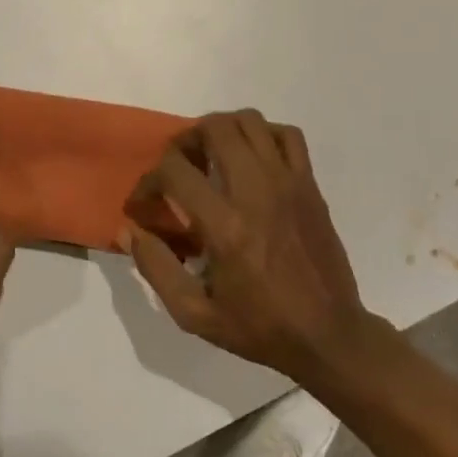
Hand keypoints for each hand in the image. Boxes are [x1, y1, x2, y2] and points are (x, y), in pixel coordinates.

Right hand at [124, 110, 372, 384]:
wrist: (328, 335)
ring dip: (222, 130)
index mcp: (225, 227)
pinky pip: (287, 135)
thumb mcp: (194, 314)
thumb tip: (129, 230)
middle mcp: (256, 193)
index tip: (143, 202)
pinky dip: (263, 135)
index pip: (174, 171)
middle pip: (215, 128)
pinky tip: (252, 159)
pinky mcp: (309, 185)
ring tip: (212, 157)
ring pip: (250, 121)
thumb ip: (156, 268)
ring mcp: (288, 184)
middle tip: (179, 167)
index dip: (148, 181)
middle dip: (185, 140)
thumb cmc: (259, 327)